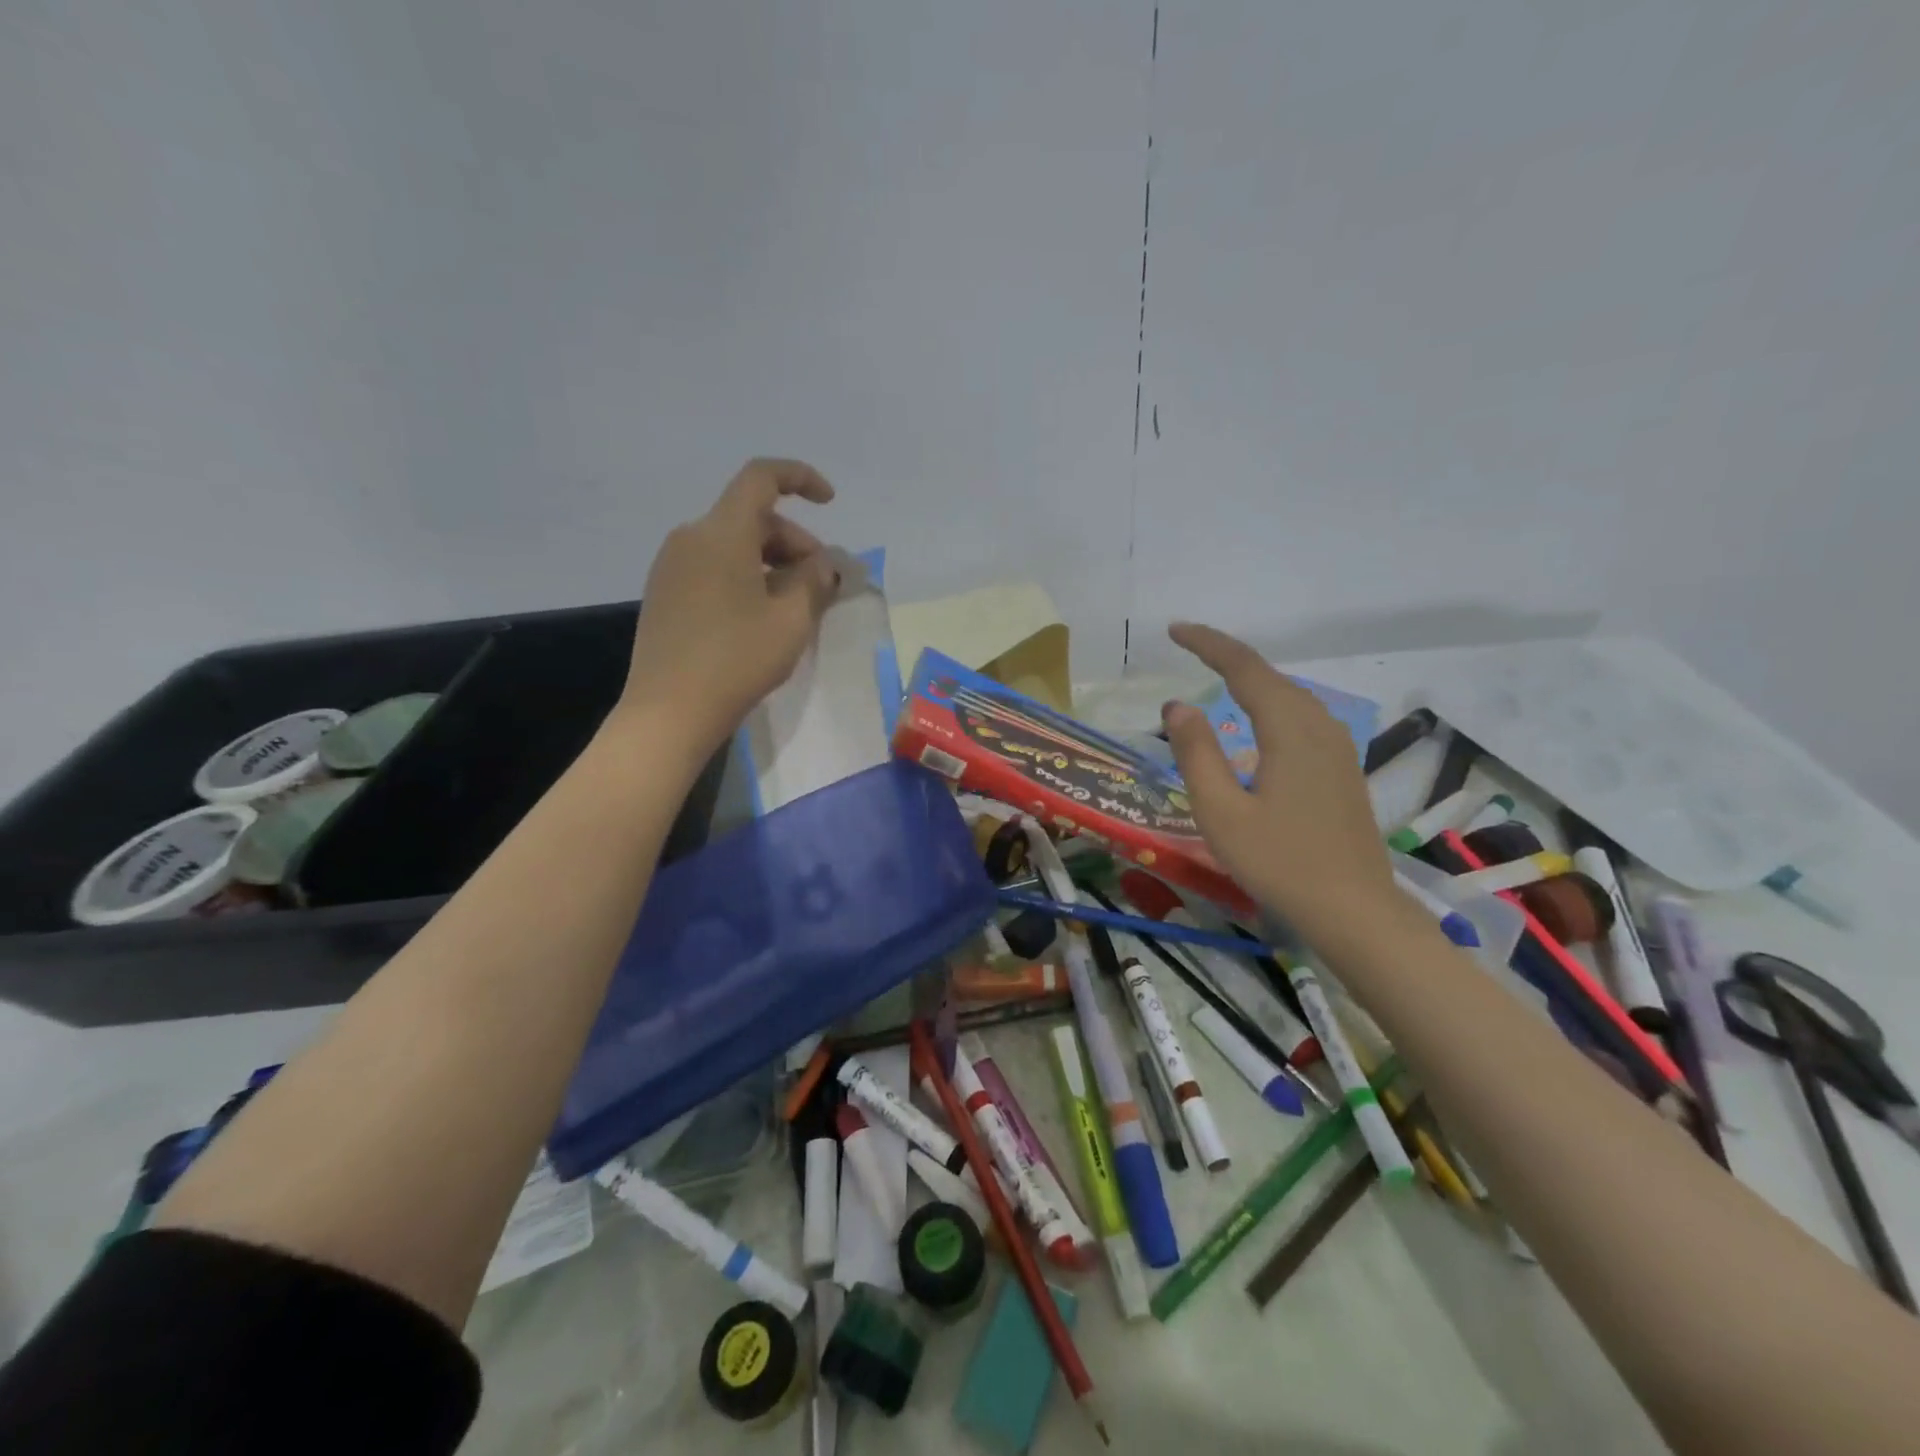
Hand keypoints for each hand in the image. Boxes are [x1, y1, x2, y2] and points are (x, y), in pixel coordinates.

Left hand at [619, 459, 838, 752]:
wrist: (669, 711)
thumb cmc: (737, 660)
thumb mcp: (792, 620)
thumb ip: (816, 580)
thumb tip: (825, 562)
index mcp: (721, 532)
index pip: (761, 478)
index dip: (800, 479)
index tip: (830, 502)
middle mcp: (690, 537)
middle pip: (751, 517)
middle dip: (794, 541)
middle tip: (821, 583)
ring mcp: (671, 566)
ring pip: (733, 544)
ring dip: (771, 562)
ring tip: (796, 605)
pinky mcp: (664, 593)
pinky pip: (713, 567)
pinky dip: (745, 577)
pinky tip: (761, 617)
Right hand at [1161, 622, 1396, 939]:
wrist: (1355, 911)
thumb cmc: (1279, 863)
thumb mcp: (1221, 811)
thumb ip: (1196, 753)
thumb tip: (1176, 706)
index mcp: (1288, 730)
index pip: (1245, 668)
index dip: (1209, 644)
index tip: (1174, 630)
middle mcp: (1319, 727)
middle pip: (1270, 676)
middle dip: (1228, 656)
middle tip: (1187, 647)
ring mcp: (1337, 748)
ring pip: (1290, 695)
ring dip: (1252, 679)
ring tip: (1216, 674)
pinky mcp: (1342, 769)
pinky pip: (1302, 717)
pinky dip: (1271, 702)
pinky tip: (1259, 720)